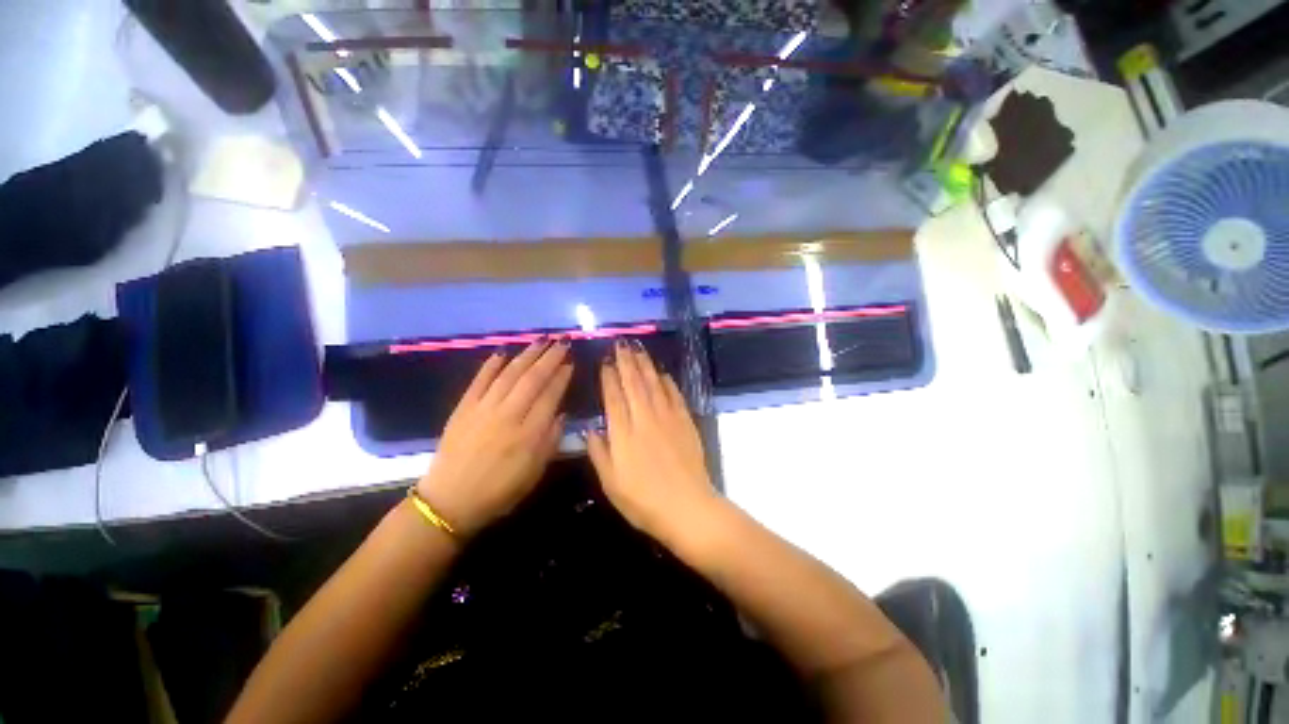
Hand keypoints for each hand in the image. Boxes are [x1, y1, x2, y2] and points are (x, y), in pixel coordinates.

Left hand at [417, 339, 571, 537]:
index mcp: (529, 434)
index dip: (562, 377)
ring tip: (540, 341)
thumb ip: (550, 441)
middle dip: (549, 358)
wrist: (449, 501)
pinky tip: (502, 353)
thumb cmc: (499, 491)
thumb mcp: (534, 472)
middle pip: (532, 379)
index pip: (550, 396)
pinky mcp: (463, 408)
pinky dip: (491, 365)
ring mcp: (484, 409)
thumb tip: (561, 413)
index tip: (571, 362)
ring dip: (526, 355)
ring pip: (509, 374)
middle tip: (561, 342)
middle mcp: (508, 415)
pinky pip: (479, 380)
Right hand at [587, 342, 721, 544]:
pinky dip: (667, 381)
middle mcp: (644, 418)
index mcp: (623, 433)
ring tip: (638, 349)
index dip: (609, 377)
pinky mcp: (685, 422)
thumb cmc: (643, 501)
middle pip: (634, 383)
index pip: (614, 397)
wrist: (687, 507)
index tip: (605, 361)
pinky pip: (674, 395)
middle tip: (621, 344)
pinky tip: (662, 372)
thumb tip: (590, 429)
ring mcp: (667, 418)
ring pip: (653, 384)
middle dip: (626, 361)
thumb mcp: (611, 483)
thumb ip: (599, 453)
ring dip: (645, 365)